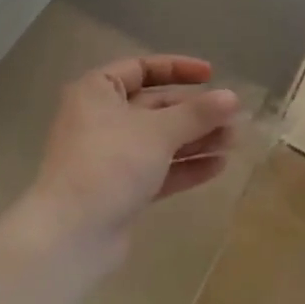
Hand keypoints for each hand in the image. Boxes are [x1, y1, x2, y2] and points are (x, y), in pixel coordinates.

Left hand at [26, 55, 241, 260]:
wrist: (70, 235)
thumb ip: (198, 113)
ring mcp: (110, 156)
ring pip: (160, 140)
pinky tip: (218, 166)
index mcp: (98, 91)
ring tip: (234, 142)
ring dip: (196, 139)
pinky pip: (158, 169)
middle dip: (195, 112)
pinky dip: (185, 166)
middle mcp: (101, 118)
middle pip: (155, 106)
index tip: (211, 75)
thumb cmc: (110, 163)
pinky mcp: (120, 189)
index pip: (142, 68)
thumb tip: (233, 97)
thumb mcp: (158, 131)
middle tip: (233, 117)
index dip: (178, 69)